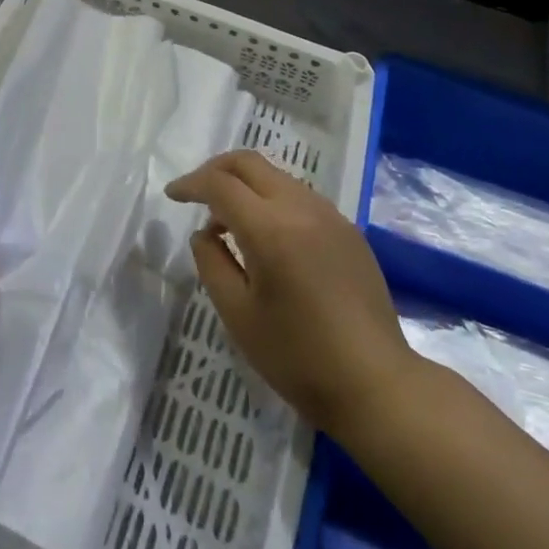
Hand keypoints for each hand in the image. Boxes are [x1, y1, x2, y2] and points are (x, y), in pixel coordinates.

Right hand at [167, 151, 417, 439]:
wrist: (377, 385)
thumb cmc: (298, 358)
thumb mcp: (238, 316)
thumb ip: (212, 263)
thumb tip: (204, 233)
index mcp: (271, 228)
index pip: (220, 184)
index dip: (191, 183)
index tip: (172, 195)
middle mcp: (301, 207)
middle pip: (249, 163)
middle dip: (216, 169)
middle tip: (196, 193)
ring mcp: (330, 215)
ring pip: (276, 176)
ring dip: (246, 185)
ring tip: (229, 221)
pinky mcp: (348, 229)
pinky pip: (300, 196)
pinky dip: (272, 200)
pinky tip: (268, 236)